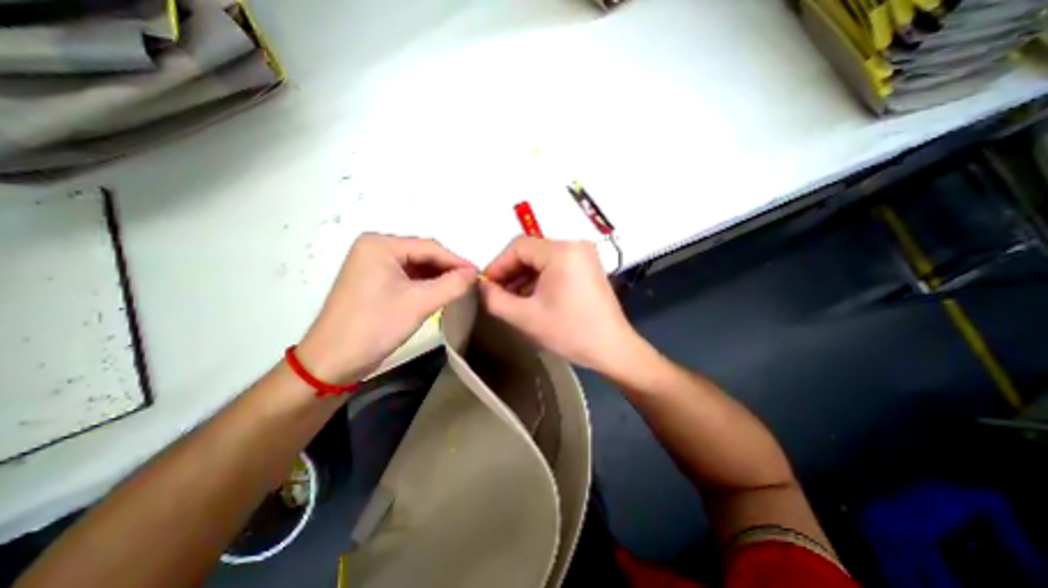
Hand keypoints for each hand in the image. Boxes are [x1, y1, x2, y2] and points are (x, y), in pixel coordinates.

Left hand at [294, 234, 474, 384]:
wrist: (332, 362)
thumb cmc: (375, 326)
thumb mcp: (419, 303)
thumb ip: (452, 285)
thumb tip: (476, 273)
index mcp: (380, 245)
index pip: (429, 247)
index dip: (457, 261)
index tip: (479, 275)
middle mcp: (375, 248)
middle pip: (422, 254)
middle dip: (447, 269)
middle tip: (471, 284)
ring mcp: (373, 265)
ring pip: (416, 266)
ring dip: (438, 278)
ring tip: (460, 289)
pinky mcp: (374, 281)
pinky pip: (407, 277)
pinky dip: (425, 285)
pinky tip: (440, 293)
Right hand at [477, 236, 642, 373]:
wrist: (612, 349)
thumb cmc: (569, 332)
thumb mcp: (525, 317)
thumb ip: (494, 299)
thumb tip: (481, 286)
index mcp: (562, 251)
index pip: (518, 247)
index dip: (497, 265)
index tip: (485, 287)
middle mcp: (575, 245)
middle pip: (530, 251)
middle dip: (510, 273)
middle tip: (496, 295)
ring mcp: (584, 256)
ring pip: (542, 259)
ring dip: (523, 277)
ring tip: (511, 299)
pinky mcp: (588, 267)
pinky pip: (555, 266)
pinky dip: (539, 279)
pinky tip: (531, 298)